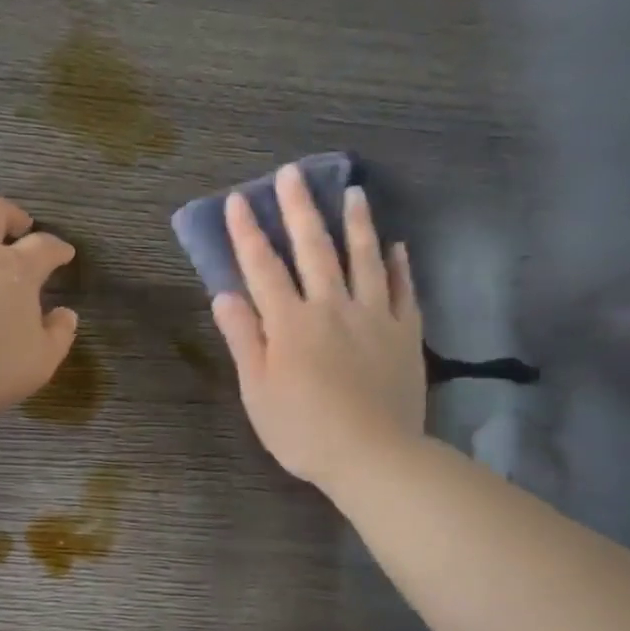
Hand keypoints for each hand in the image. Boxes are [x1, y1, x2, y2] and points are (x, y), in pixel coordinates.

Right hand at [211, 163, 425, 489]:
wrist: (373, 456)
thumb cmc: (303, 429)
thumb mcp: (258, 390)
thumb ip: (244, 338)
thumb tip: (224, 294)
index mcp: (290, 322)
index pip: (263, 267)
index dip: (248, 232)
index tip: (239, 199)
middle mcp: (332, 307)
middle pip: (314, 249)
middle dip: (300, 209)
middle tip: (293, 173)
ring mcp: (374, 317)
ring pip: (365, 259)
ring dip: (356, 223)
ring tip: (354, 191)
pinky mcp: (405, 334)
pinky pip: (403, 290)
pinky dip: (400, 265)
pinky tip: (398, 246)